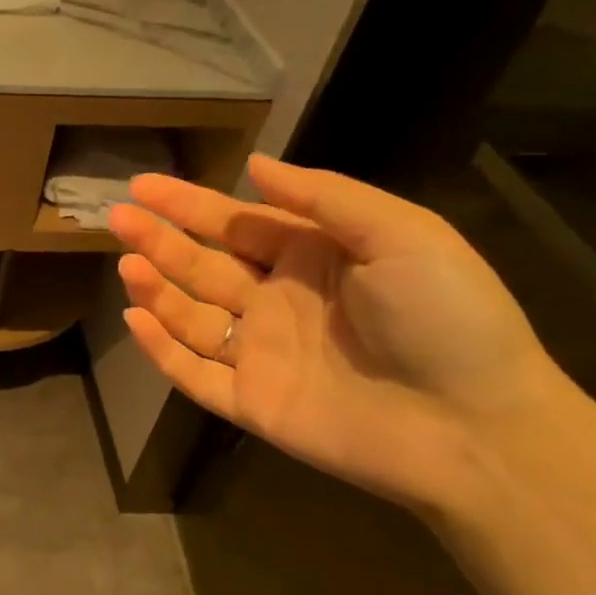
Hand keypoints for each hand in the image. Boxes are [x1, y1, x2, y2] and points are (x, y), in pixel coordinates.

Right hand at [108, 155, 559, 511]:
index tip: (141, 185)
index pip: (236, 224)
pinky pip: (193, 373)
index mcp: (313, 259)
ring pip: (191, 317)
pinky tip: (135, 319)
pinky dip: (161, 349)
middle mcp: (279, 302)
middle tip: (117, 218)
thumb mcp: (402, 234)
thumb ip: (323, 197)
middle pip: (203, 266)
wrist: (478, 430)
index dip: (187, 204)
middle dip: (159, 240)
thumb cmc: (446, 318)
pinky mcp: (251, 403)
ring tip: (127, 266)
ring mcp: (262, 355)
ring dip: (156, 290)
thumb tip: (254, 165)